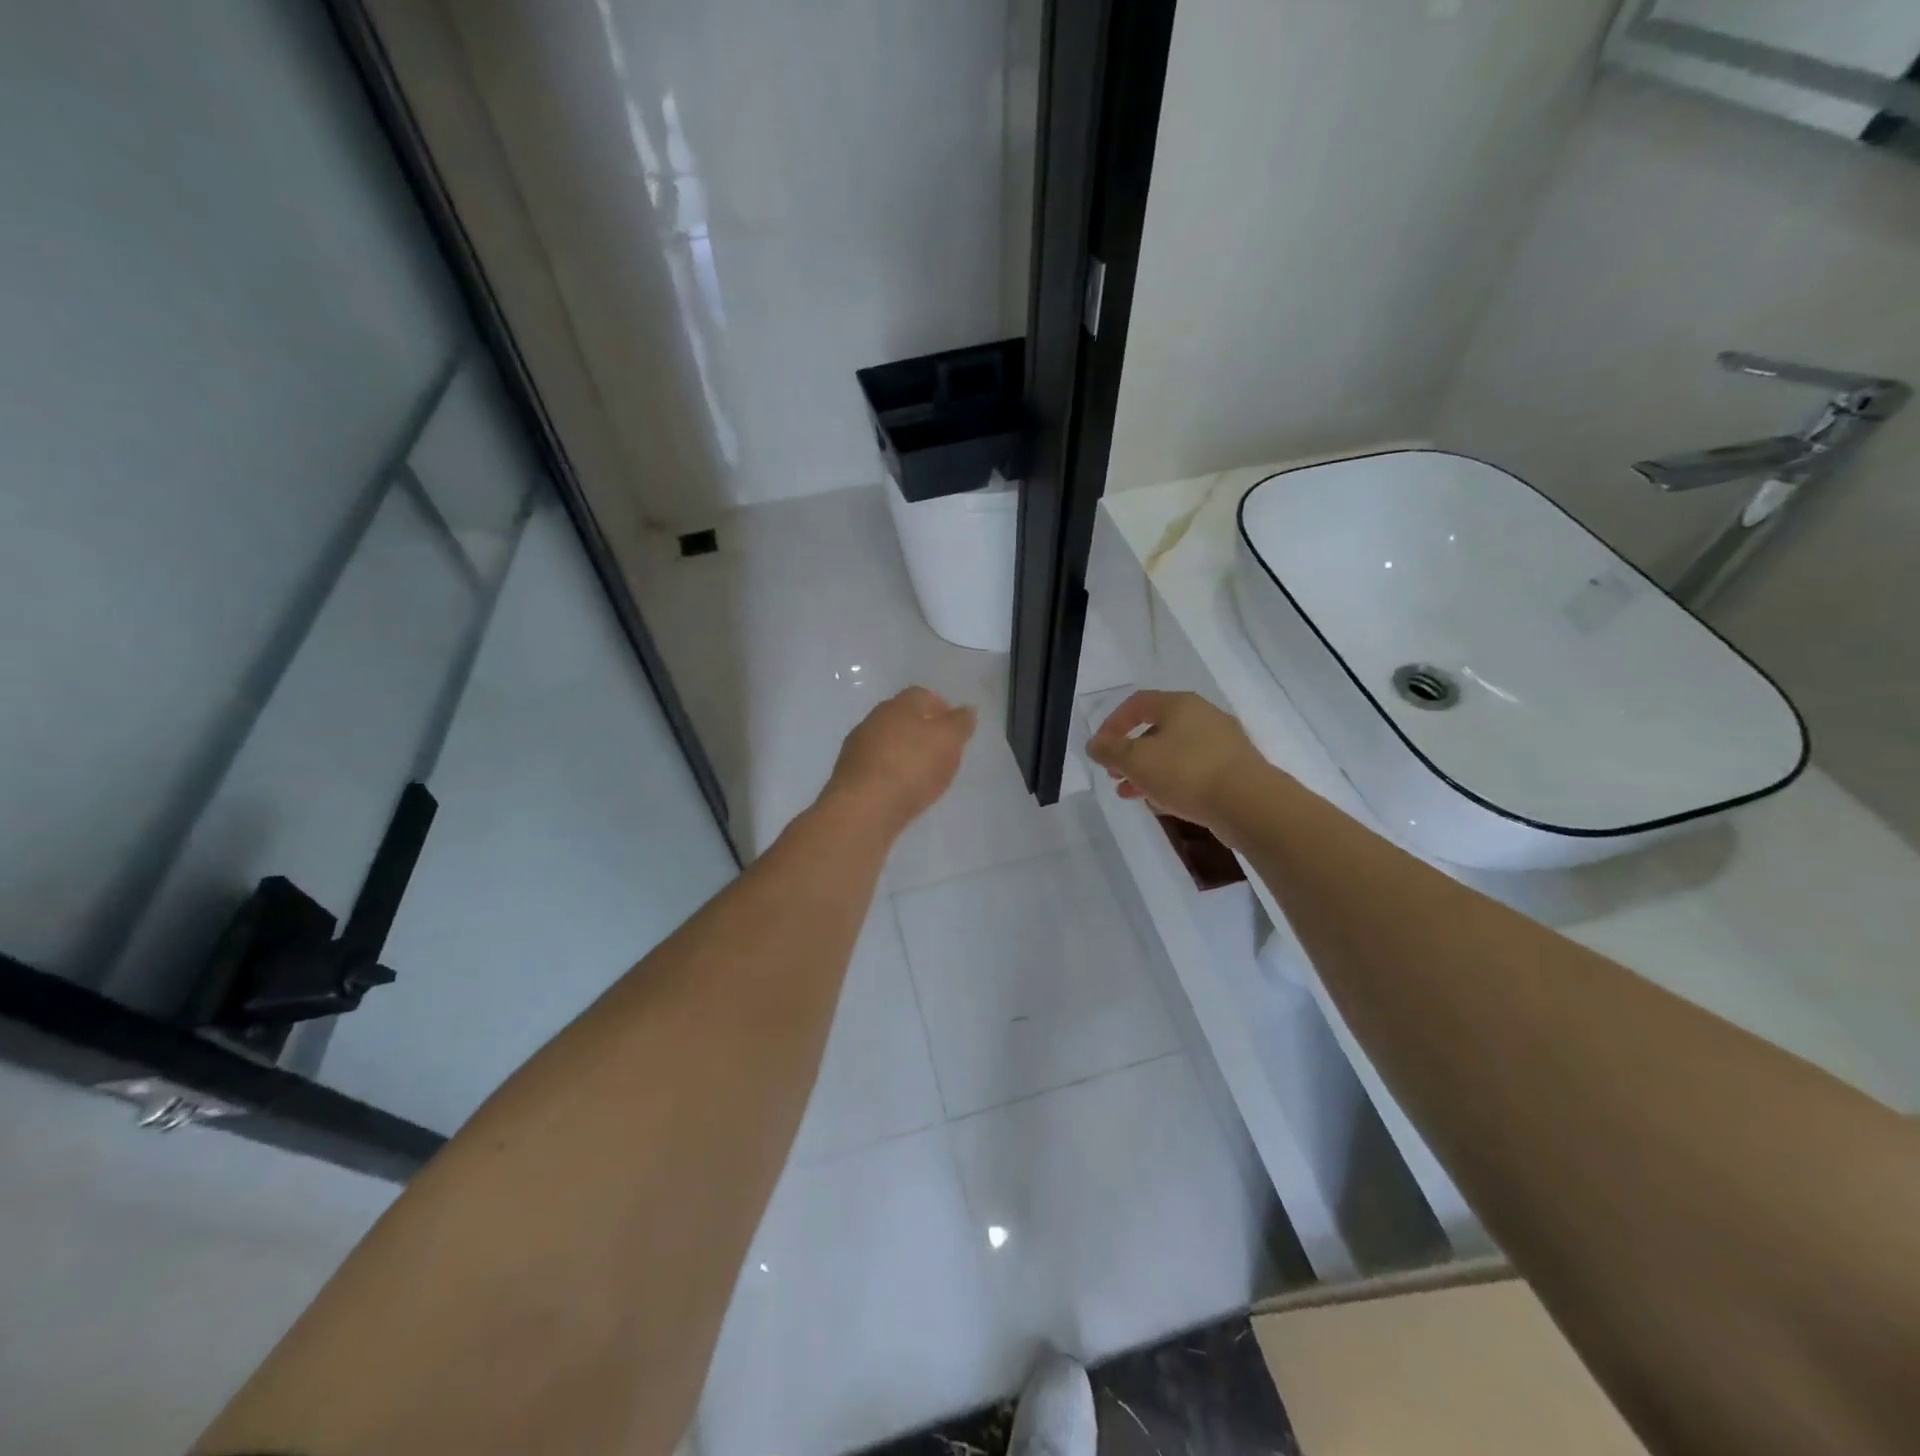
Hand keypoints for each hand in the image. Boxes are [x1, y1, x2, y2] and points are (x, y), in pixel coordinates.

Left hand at [822, 686, 976, 837]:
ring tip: (922, 774)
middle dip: (921, 730)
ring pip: (887, 741)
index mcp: (900, 705)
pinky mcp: (848, 774)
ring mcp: (857, 746)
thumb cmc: (912, 767)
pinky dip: (890, 772)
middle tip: (941, 751)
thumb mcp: (948, 742)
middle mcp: (874, 719)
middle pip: (902, 717)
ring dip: (903, 752)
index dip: (941, 708)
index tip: (954, 728)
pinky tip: (900, 789)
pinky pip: (876, 766)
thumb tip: (966, 709)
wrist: (863, 807)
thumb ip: (960, 724)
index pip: (923, 695)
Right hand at [1087, 690, 1269, 839]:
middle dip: (1130, 753)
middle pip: (1156, 729)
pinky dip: (1172, 782)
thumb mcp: (1137, 761)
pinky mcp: (1234, 770)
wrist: (1249, 804)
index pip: (1137, 703)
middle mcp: (1203, 716)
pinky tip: (1162, 803)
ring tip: (1131, 794)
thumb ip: (1110, 751)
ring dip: (1148, 771)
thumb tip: (1095, 745)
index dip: (1112, 723)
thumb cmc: (1187, 772)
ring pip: (1174, 752)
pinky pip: (1193, 770)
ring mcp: (1222, 743)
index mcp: (1180, 705)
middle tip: (1115, 774)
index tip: (1100, 749)